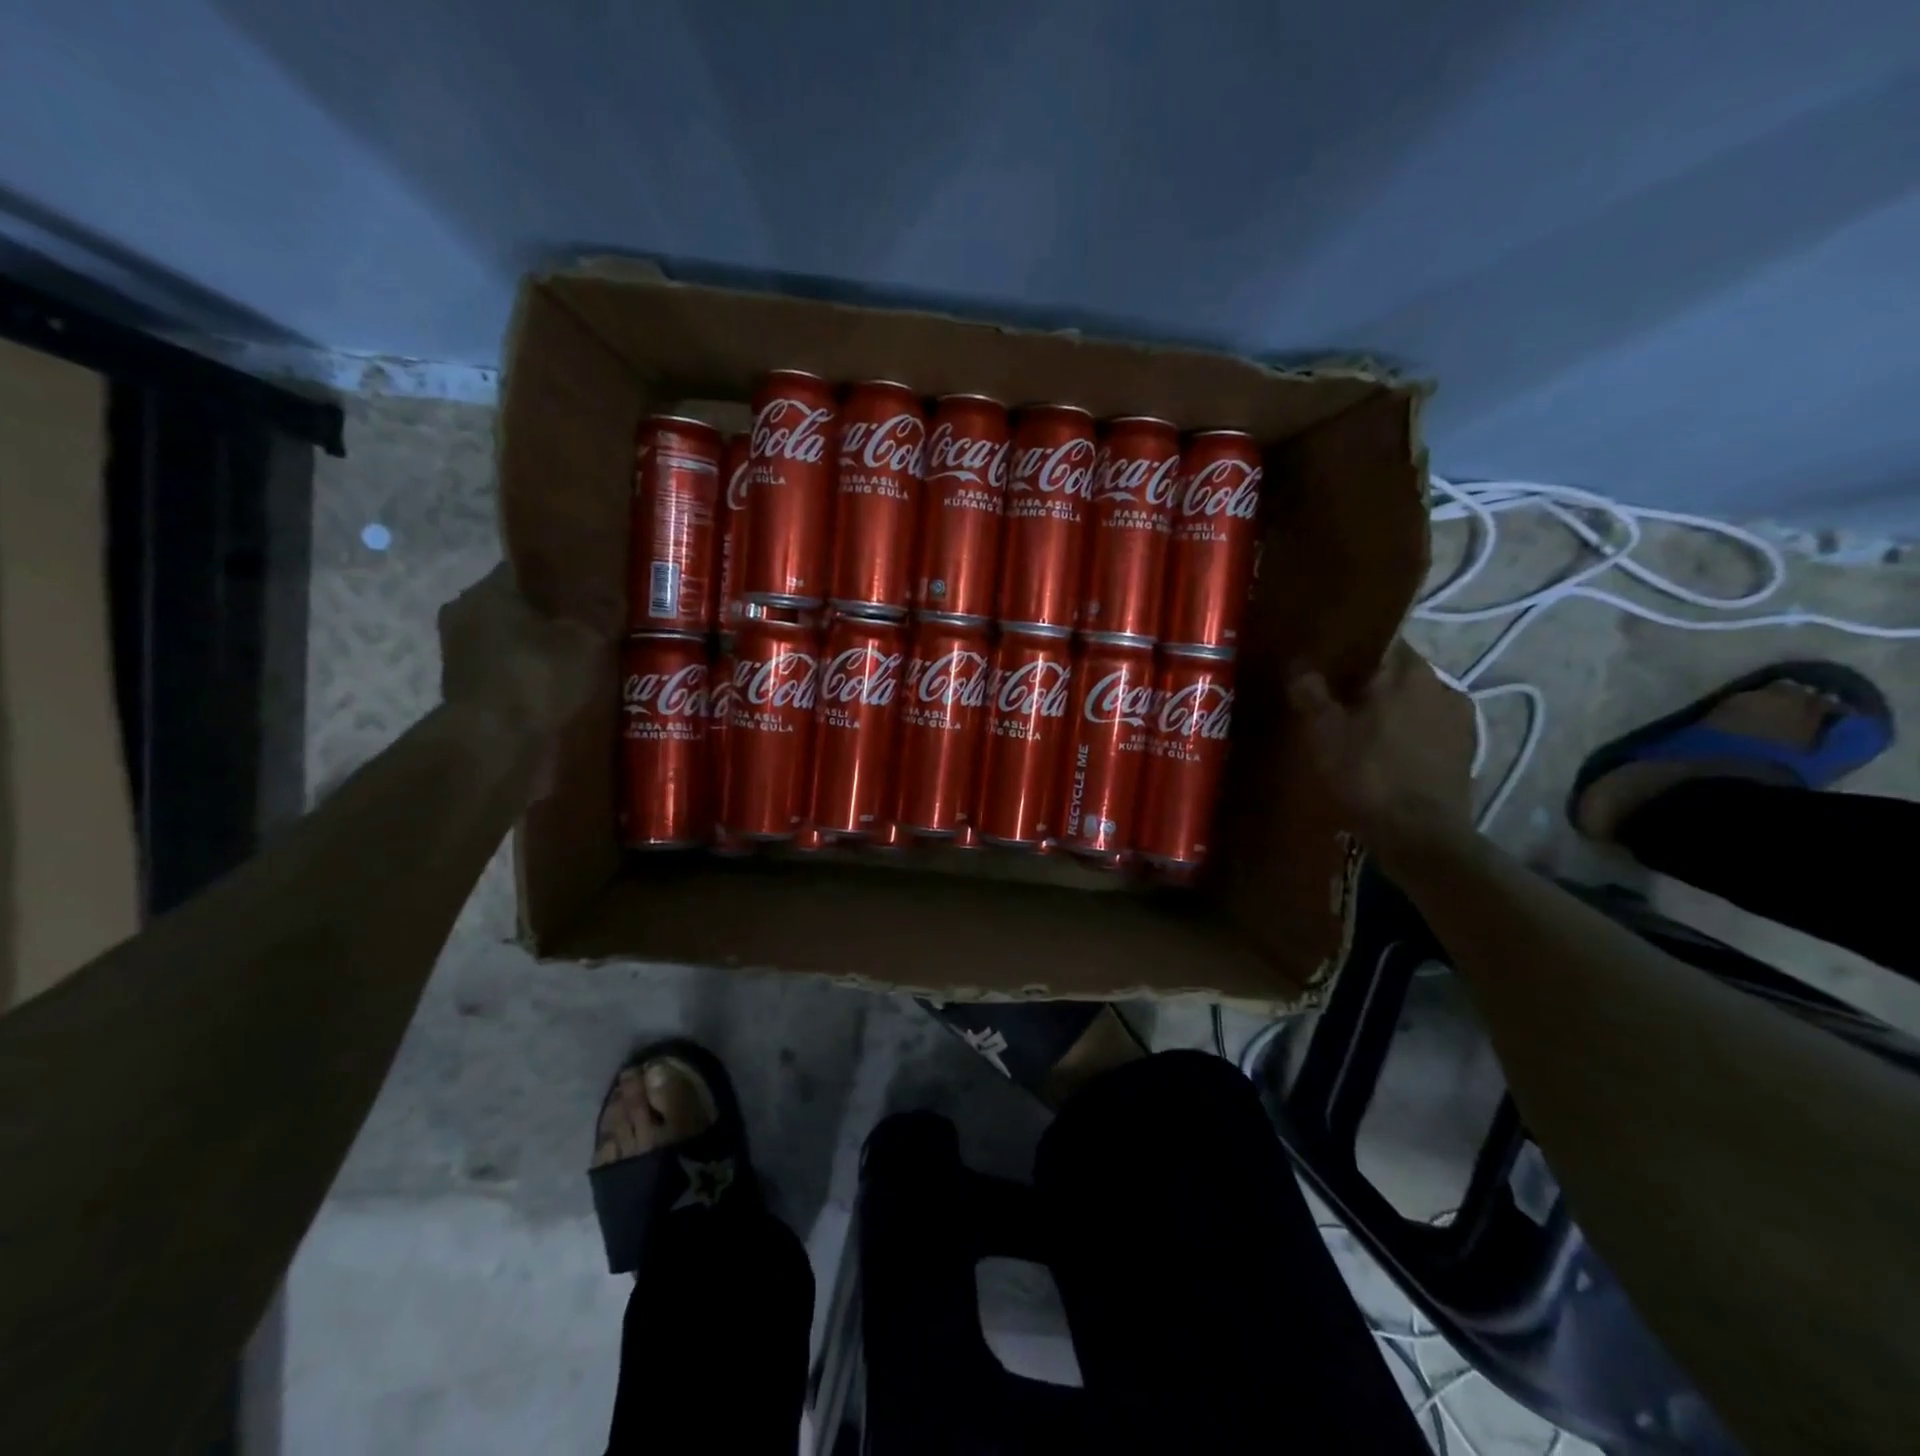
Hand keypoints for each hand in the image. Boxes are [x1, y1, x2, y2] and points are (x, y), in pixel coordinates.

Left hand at [438, 564, 608, 740]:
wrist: (496, 745)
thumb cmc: (538, 676)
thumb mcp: (586, 639)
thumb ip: (601, 612)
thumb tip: (612, 592)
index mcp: (485, 592)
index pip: (524, 570)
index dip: (560, 577)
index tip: (591, 589)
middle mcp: (465, 618)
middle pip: (518, 609)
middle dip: (553, 619)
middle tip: (594, 628)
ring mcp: (462, 659)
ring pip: (514, 644)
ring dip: (543, 652)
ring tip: (586, 662)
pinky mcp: (471, 695)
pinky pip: (511, 676)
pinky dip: (535, 680)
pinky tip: (565, 690)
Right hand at [1287, 638, 1474, 854]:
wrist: (1420, 835)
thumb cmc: (1368, 775)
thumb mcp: (1324, 734)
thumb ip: (1311, 694)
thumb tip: (1299, 665)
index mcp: (1407, 672)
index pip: (1382, 640)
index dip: (1354, 648)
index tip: (1330, 661)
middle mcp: (1441, 685)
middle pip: (1401, 671)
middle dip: (1372, 681)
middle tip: (1339, 698)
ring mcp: (1460, 718)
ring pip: (1417, 700)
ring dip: (1394, 707)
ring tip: (1363, 727)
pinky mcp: (1467, 750)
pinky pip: (1431, 727)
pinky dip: (1410, 732)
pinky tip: (1389, 752)